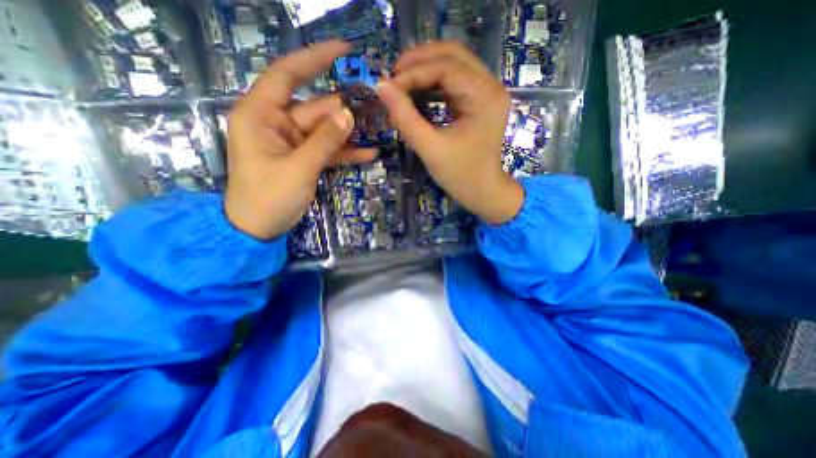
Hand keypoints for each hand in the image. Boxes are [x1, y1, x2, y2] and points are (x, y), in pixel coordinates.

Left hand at [222, 41, 375, 240]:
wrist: (259, 229)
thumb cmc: (269, 198)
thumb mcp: (299, 168)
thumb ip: (324, 141)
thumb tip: (348, 114)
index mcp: (261, 115)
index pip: (287, 75)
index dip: (314, 59)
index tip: (343, 51)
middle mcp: (276, 123)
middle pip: (316, 108)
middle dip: (344, 109)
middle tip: (376, 105)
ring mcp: (292, 142)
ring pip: (325, 130)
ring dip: (349, 133)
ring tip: (378, 129)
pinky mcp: (303, 158)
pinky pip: (326, 150)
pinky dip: (345, 152)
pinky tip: (368, 154)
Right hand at [375, 41, 521, 223]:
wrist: (482, 192)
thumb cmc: (460, 175)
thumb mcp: (430, 148)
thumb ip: (405, 117)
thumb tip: (380, 87)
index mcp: (485, 97)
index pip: (446, 67)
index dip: (413, 73)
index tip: (388, 87)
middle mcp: (491, 86)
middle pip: (453, 54)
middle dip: (419, 61)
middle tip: (392, 78)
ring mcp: (487, 92)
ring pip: (453, 63)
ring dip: (424, 69)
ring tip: (400, 83)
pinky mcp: (479, 100)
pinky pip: (454, 80)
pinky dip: (432, 82)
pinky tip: (416, 91)